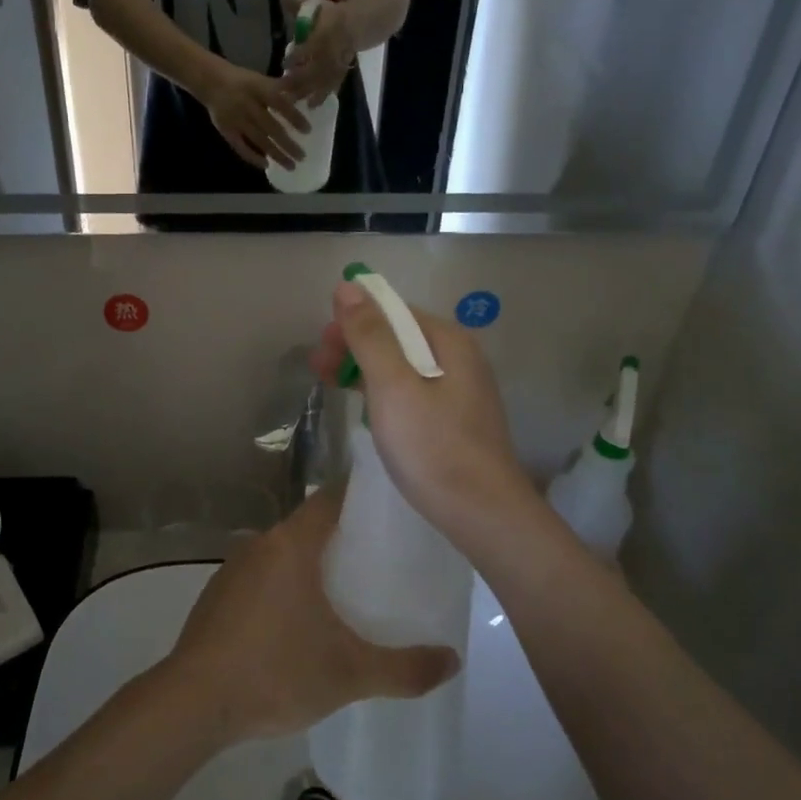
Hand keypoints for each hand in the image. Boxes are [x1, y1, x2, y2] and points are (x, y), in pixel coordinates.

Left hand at [161, 487, 460, 743]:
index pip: (332, 499)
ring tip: (349, 589)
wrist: (193, 702)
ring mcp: (234, 568)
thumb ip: (405, 668)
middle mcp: (260, 543)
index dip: (363, 498)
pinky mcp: (218, 595)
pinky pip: (263, 575)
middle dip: (345, 536)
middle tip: (384, 558)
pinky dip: (286, 584)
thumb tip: (453, 660)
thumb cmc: (276, 672)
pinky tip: (300, 620)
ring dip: (313, 563)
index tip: (393, 510)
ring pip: (284, 552)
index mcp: (291, 544)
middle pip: (310, 525)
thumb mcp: (350, 674)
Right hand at [200, 61, 310, 170]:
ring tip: (291, 166)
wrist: (210, 81)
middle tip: (302, 156)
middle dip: (288, 143)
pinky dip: (253, 157)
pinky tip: (266, 165)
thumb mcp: (260, 79)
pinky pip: (240, 147)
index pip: (280, 104)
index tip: (308, 131)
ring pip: (259, 140)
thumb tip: (303, 99)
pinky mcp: (226, 131)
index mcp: (257, 89)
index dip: (294, 117)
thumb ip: (279, 89)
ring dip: (276, 154)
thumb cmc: (241, 80)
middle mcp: (247, 105)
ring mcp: (236, 120)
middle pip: (271, 127)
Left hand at [278, 0, 356, 109]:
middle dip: (300, 80)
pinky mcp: (342, 72)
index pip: (310, 47)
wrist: (361, 23)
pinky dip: (323, 95)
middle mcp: (332, 51)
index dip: (297, 56)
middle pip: (315, 69)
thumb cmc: (332, 15)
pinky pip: (332, 86)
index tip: (284, 64)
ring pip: (323, 81)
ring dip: (309, 92)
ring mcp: (338, 63)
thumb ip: (299, 3)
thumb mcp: (316, 5)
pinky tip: (312, 105)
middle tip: (284, 89)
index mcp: (325, 33)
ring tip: (295, 102)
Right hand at [311, 282, 537, 551]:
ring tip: (329, 384)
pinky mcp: (453, 420)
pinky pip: (411, 391)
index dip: (354, 318)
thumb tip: (348, 286)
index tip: (322, 343)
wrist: (482, 513)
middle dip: (355, 344)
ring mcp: (458, 390)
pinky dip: (383, 392)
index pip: (394, 310)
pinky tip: (365, 407)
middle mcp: (458, 357)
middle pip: (398, 336)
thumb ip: (370, 335)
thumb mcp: (393, 385)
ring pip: (402, 365)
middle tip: (318, 367)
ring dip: (364, 368)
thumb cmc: (433, 445)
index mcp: (448, 341)